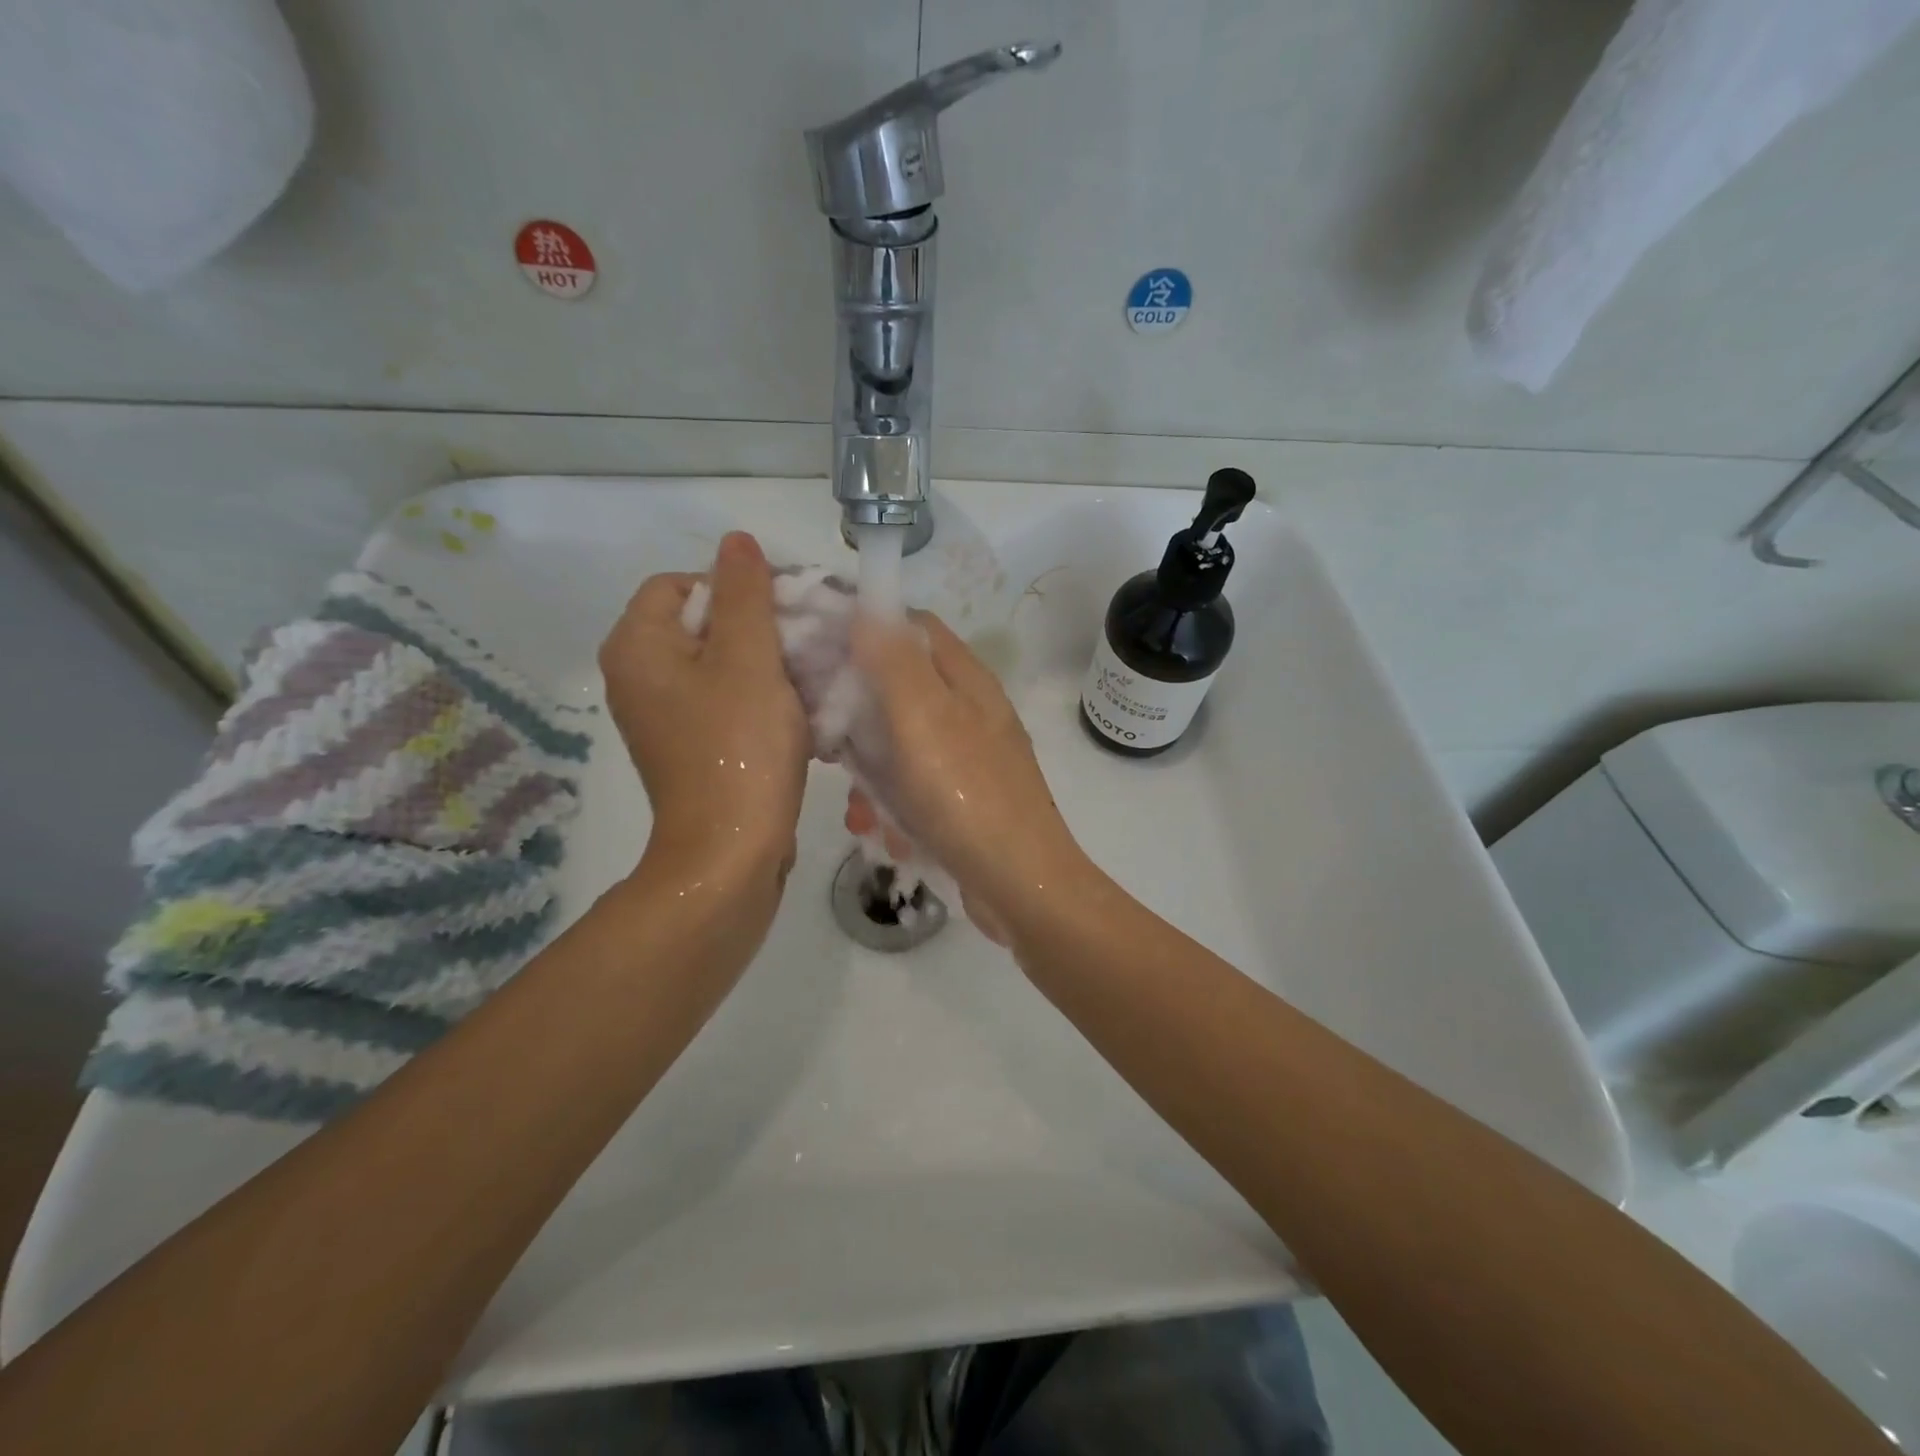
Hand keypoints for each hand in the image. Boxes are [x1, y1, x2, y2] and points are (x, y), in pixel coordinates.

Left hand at [599, 532, 809, 872]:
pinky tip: (801, 712)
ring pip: (722, 665)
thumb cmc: (739, 748)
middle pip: (704, 624)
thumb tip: (736, 539)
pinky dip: (762, 699)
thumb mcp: (749, 658)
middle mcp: (638, 677)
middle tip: (809, 643)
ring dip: (769, 665)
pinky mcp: (691, 747)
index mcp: (637, 646)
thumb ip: (746, 593)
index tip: (788, 609)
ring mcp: (664, 716)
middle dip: (761, 628)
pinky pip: (726, 702)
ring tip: (813, 678)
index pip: (684, 583)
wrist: (731, 852)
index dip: (738, 586)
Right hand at [851, 611, 1086, 930]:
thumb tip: (868, 605)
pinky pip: (914, 787)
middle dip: (857, 716)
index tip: (816, 652)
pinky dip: (894, 806)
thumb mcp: (923, 719)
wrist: (1021, 887)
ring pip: (900, 744)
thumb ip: (893, 660)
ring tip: (858, 809)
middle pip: (899, 687)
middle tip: (825, 743)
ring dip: (871, 774)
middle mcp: (969, 710)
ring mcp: (968, 757)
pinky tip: (883, 833)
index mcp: (965, 679)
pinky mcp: (963, 799)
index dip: (863, 629)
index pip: (910, 626)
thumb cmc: (968, 796)